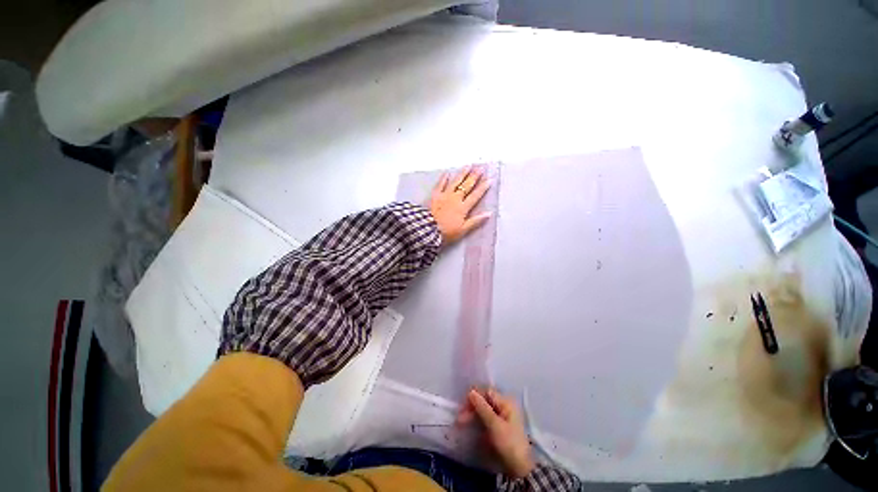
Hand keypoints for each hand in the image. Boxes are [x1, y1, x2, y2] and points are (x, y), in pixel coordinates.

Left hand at [429, 166, 491, 244]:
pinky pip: (440, 185)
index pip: (475, 196)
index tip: (490, 179)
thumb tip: (489, 213)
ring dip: (462, 174)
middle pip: (466, 186)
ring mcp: (445, 195)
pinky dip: (443, 178)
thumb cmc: (446, 232)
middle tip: (480, 167)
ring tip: (468, 165)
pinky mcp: (435, 195)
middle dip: (474, 176)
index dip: (483, 187)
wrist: (428, 229)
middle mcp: (455, 199)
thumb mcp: (463, 230)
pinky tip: (447, 173)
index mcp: (463, 208)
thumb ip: (476, 221)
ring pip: (455, 182)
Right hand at [457, 388, 534, 478]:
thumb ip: (482, 407)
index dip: (475, 397)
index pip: (487, 393)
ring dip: (472, 415)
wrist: (520, 470)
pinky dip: (476, 422)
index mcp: (506, 403)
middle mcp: (504, 407)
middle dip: (471, 408)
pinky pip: (485, 420)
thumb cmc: (509, 444)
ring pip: (483, 411)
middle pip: (484, 402)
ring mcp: (501, 418)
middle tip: (459, 419)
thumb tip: (471, 391)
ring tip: (460, 423)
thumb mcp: (494, 425)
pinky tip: (469, 426)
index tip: (463, 406)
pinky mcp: (498, 429)